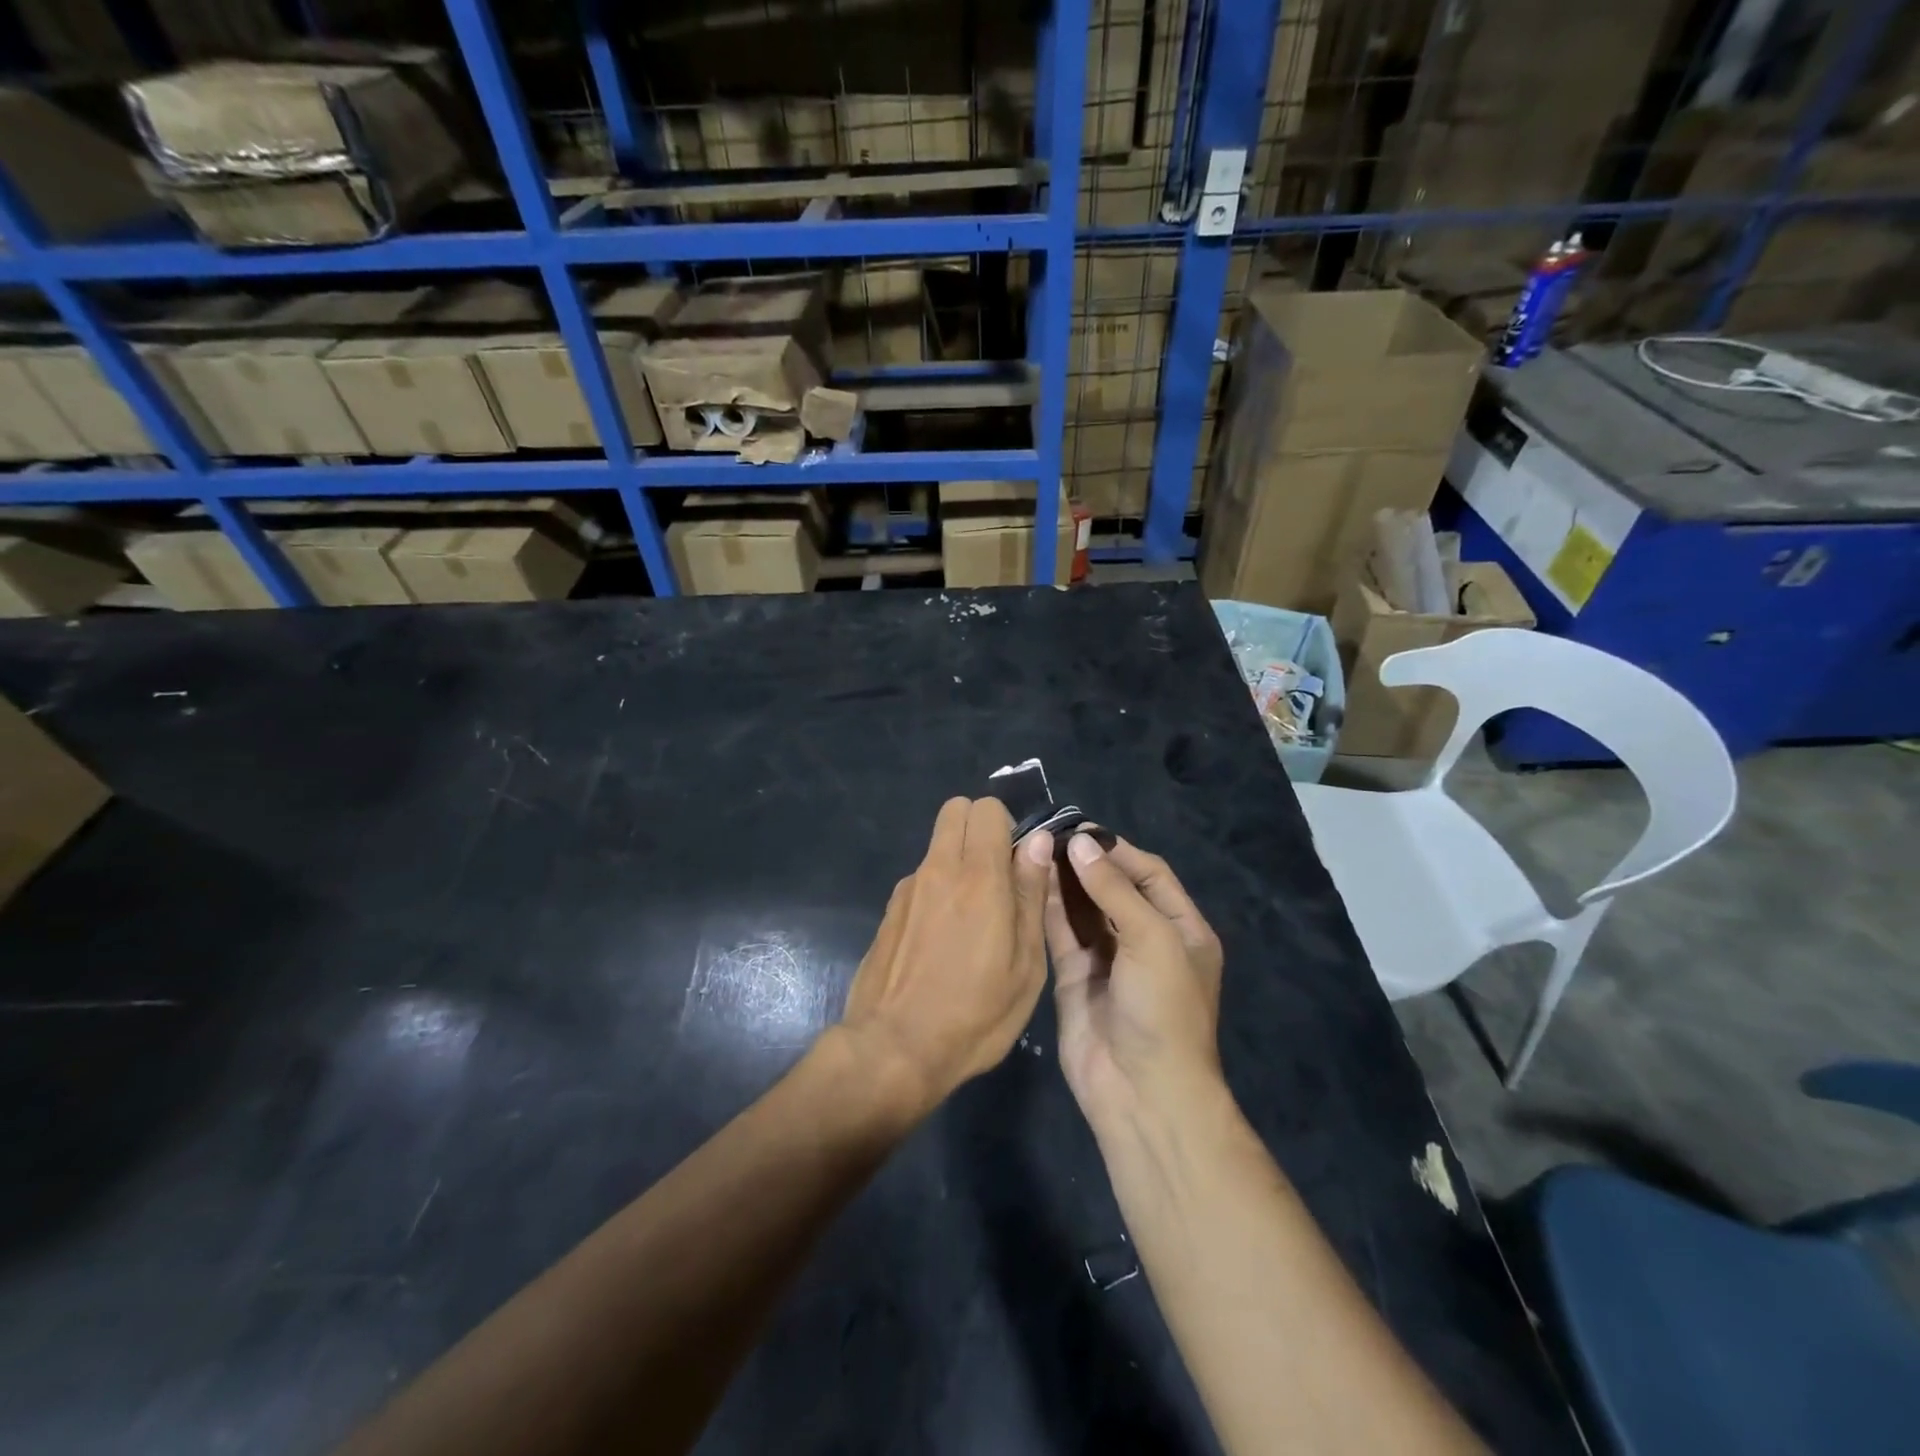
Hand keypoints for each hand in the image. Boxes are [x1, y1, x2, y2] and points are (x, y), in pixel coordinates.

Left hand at [840, 798, 1052, 1116]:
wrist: (894, 1048)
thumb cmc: (976, 1013)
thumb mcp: (1025, 964)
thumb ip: (1030, 894)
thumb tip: (1037, 841)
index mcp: (978, 876)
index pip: (986, 808)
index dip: (1007, 825)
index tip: (1019, 862)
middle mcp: (938, 869)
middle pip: (955, 810)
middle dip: (980, 828)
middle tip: (998, 876)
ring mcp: (907, 888)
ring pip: (938, 846)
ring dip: (958, 862)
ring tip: (971, 921)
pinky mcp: (889, 911)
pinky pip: (921, 880)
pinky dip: (937, 891)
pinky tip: (942, 942)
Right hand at [1046, 833, 1224, 1127]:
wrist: (1141, 1090)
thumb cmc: (1163, 1007)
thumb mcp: (1152, 939)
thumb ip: (1114, 889)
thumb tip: (1079, 842)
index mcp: (1181, 930)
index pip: (1151, 875)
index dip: (1119, 851)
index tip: (1082, 830)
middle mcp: (1145, 940)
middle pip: (1114, 888)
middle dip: (1087, 862)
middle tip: (1051, 834)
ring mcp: (1108, 959)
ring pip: (1084, 908)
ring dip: (1064, 880)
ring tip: (1035, 848)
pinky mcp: (1076, 977)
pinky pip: (1061, 933)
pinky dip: (1048, 907)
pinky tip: (1030, 880)